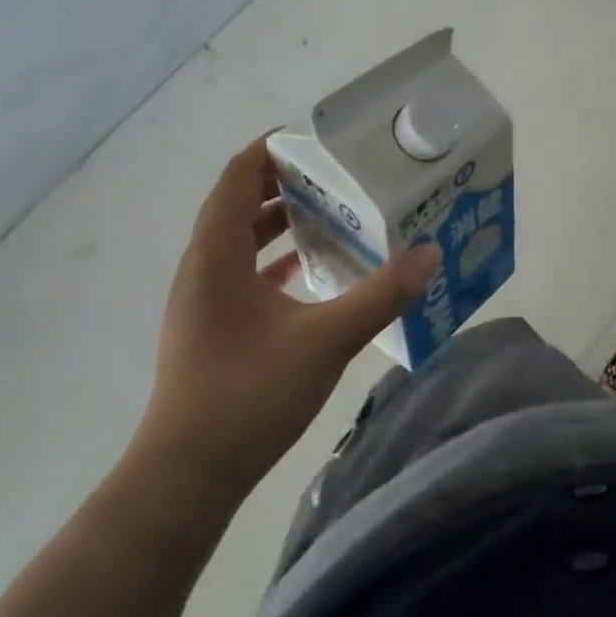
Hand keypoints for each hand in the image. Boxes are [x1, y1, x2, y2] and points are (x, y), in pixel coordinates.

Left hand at [132, 138, 439, 503]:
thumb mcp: (327, 338)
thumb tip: (431, 254)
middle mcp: (201, 269)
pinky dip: (273, 259)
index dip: (270, 149)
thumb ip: (382, 294)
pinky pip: (240, 272)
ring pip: (237, 240)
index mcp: (216, 256)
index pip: (236, 177)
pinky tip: (309, 272)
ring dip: (279, 221)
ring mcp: (201, 301)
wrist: (184, 478)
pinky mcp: (209, 329)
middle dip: (283, 182)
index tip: (317, 138)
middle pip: (236, 204)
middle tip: (338, 174)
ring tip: (331, 213)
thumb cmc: (248, 395)